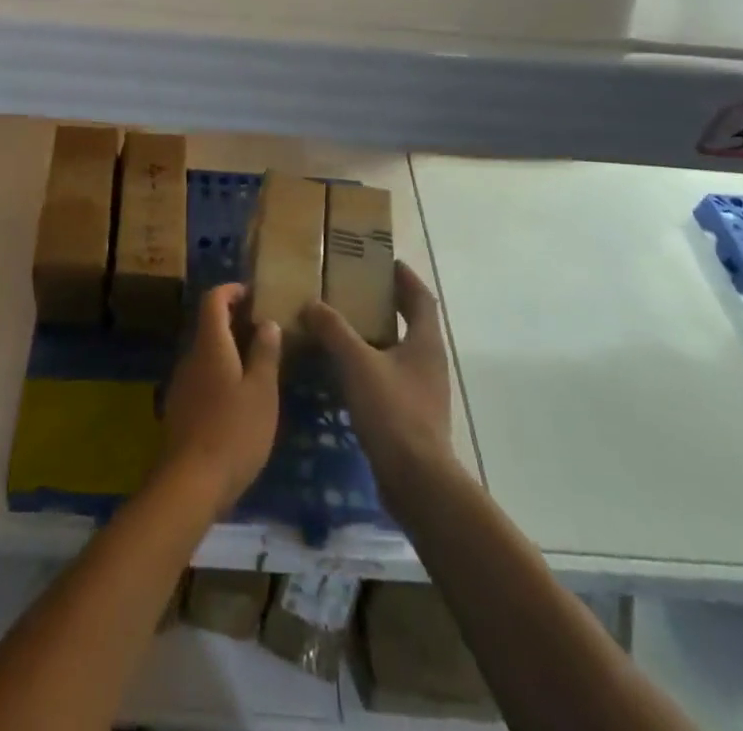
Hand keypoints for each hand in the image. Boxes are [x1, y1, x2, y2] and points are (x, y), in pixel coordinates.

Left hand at [159, 284, 281, 511]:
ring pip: (205, 352)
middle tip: (264, 329)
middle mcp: (190, 357)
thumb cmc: (234, 431)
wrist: (190, 483)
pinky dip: (220, 372)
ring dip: (229, 349)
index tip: (253, 294)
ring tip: (258, 363)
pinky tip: (240, 396)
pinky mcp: (180, 408)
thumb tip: (267, 322)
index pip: (213, 300)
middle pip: (208, 325)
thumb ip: (265, 353)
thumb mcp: (262, 391)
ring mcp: (182, 383)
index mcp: (210, 345)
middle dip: (234, 320)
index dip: (231, 290)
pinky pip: (202, 376)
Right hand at [302, 262, 454, 487]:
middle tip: (357, 291)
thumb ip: (334, 330)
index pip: (421, 297)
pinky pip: (391, 377)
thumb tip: (312, 303)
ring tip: (345, 327)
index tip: (385, 262)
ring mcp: (424, 390)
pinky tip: (346, 371)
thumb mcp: (357, 363)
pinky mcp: (413, 415)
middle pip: (412, 322)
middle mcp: (430, 361)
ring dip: (378, 336)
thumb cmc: (392, 410)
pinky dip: (372, 365)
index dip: (405, 278)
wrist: (416, 479)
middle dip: (389, 305)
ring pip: (400, 351)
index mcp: (425, 341)